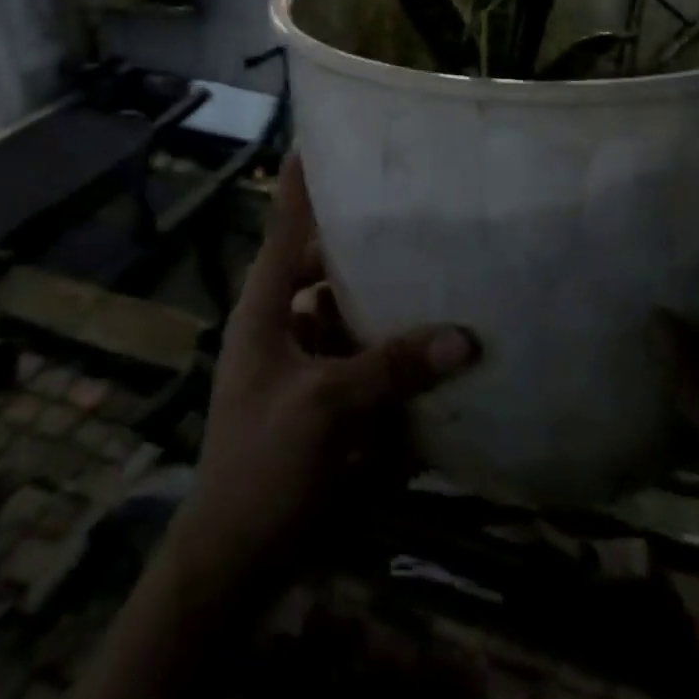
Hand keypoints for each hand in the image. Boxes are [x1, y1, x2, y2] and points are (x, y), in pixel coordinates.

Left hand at [168, 155, 478, 596]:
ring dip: (380, 301)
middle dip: (363, 245)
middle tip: (412, 215)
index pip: (285, 225)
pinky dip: (385, 355)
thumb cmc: (263, 466)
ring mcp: (300, 364)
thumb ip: (393, 368)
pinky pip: (357, 360)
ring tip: (432, 274)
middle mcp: (281, 324)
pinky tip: (429, 353)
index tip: (320, 137)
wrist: (232, 561)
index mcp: (266, 308)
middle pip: (324, 266)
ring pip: (345, 312)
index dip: (300, 181)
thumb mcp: (328, 409)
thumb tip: (466, 335)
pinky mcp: (320, 401)